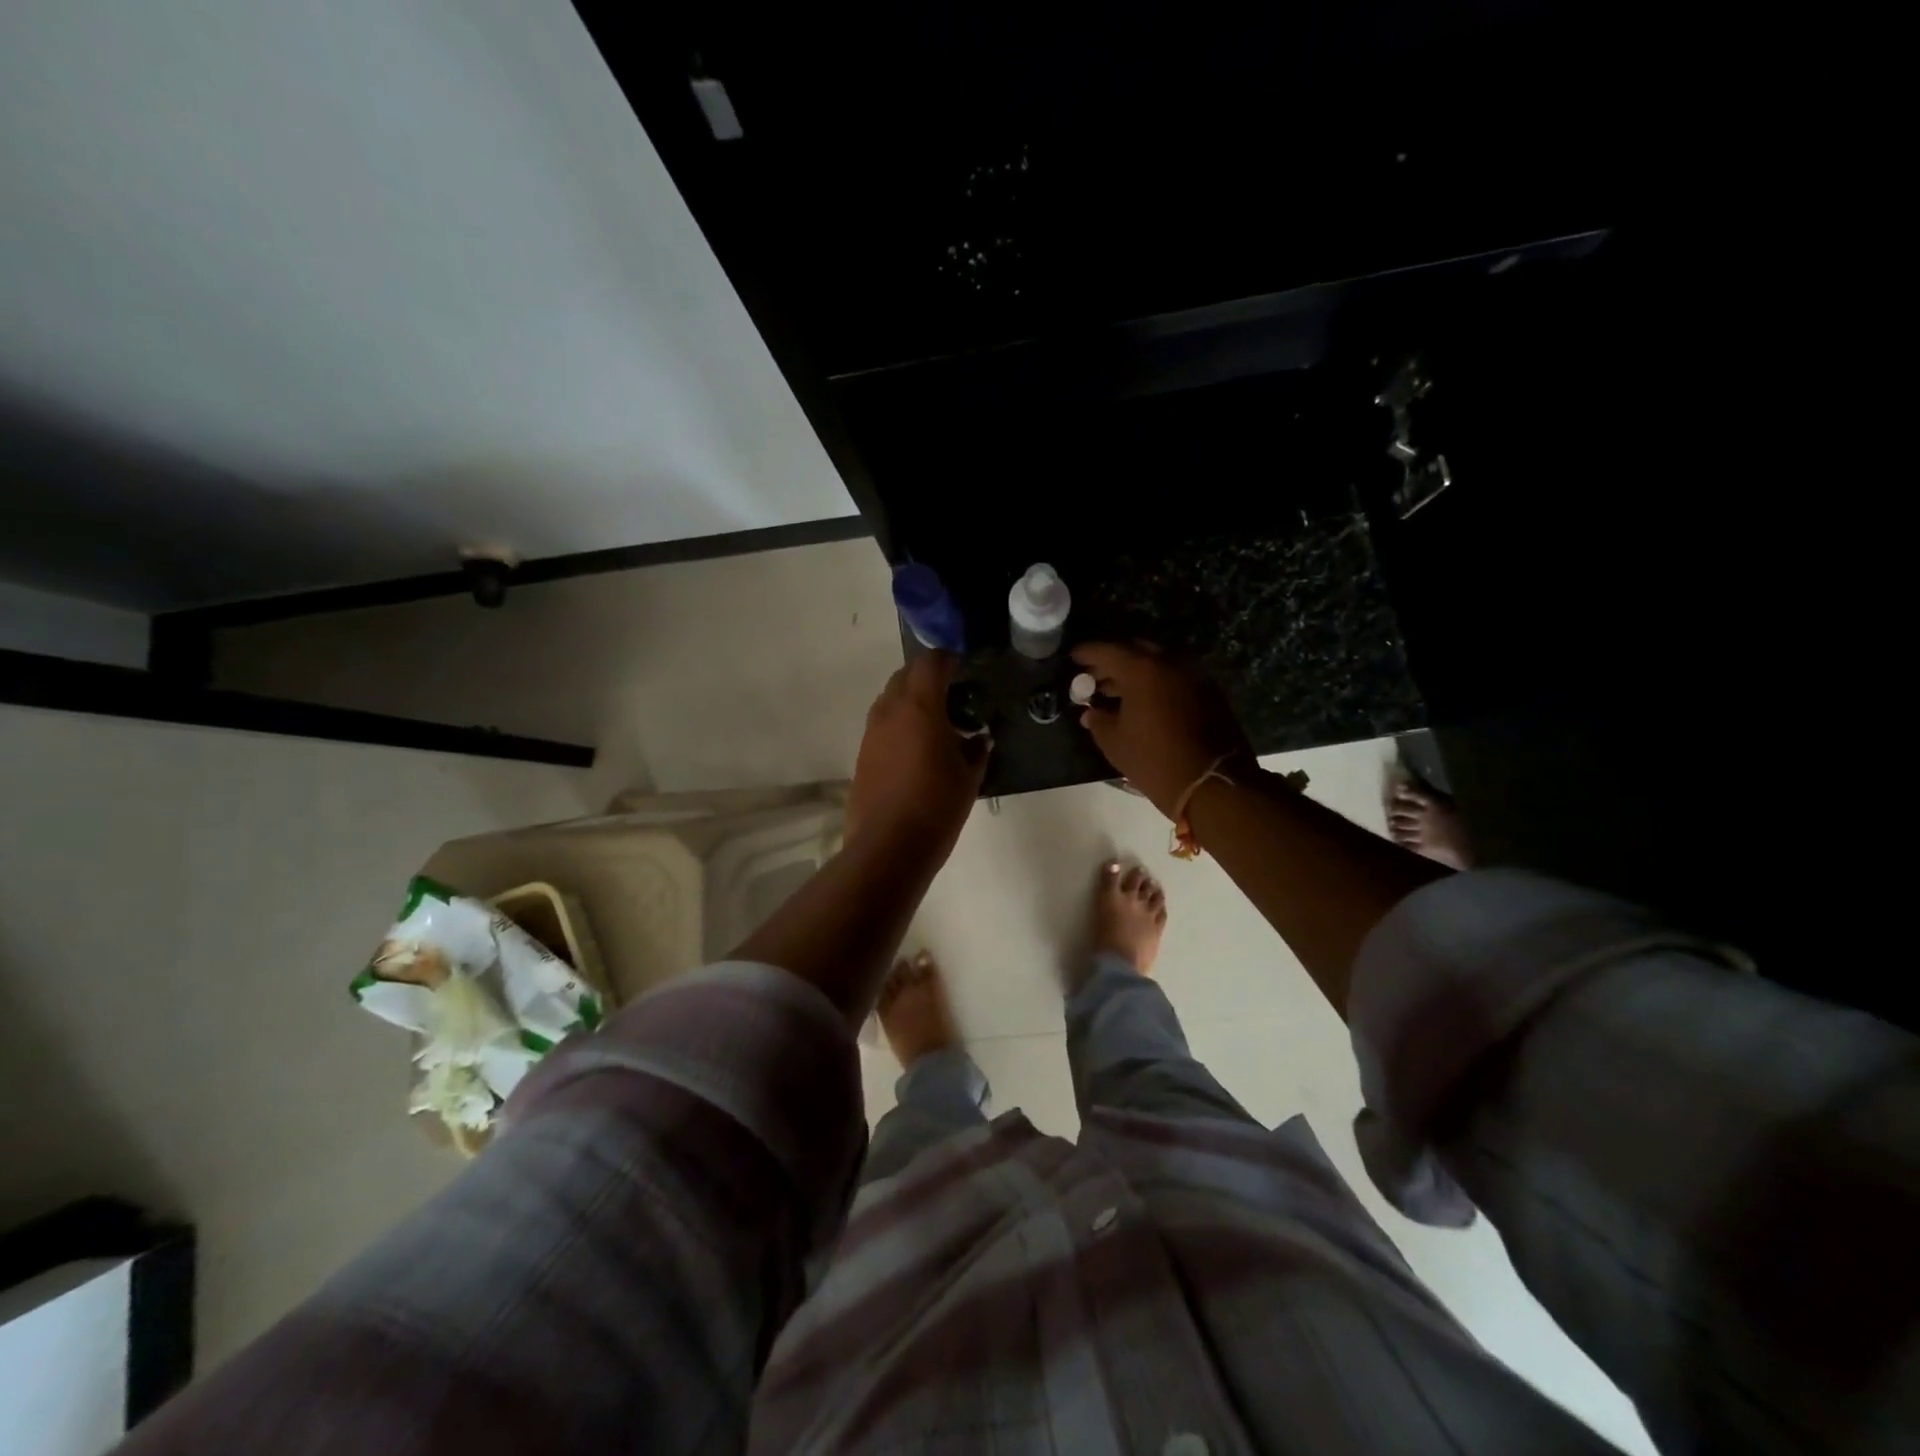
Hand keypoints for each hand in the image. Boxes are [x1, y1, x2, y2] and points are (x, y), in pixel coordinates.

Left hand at [845, 651, 989, 856]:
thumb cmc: (936, 806)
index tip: (962, 665)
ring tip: (935, 721)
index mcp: (919, 707)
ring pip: (889, 699)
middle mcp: (890, 712)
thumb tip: (978, 738)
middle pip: (905, 676)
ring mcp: (871, 733)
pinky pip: (882, 724)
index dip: (947, 659)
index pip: (930, 664)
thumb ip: (975, 750)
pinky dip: (899, 723)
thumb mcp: (968, 777)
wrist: (888, 847)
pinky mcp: (862, 755)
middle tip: (952, 692)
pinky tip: (916, 748)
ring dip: (910, 699)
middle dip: (927, 677)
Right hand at [1072, 642, 1253, 817]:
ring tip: (1114, 692)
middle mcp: (1171, 663)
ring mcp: (1194, 676)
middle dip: (1113, 661)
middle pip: (1136, 650)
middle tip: (1095, 676)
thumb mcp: (1115, 743)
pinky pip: (1174, 677)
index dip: (1088, 653)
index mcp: (1143, 670)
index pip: (1108, 651)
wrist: (1213, 785)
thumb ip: (1098, 720)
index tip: (1073, 657)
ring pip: (1158, 663)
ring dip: (1135, 673)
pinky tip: (1143, 702)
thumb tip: (1091, 712)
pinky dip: (1155, 683)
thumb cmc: (1155, 761)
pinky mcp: (1209, 692)